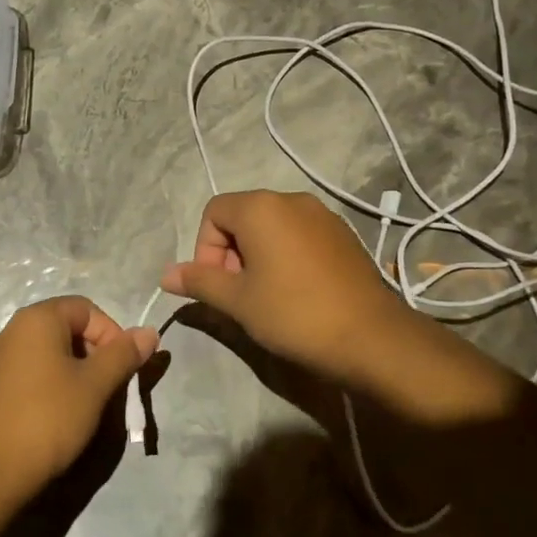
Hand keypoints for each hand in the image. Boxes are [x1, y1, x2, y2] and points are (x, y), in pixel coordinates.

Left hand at [0, 296, 158, 501]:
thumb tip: (150, 332)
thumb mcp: (95, 385)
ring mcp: (3, 357)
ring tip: (90, 403)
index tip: (122, 368)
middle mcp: (16, 329)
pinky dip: (57, 383)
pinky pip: (37, 370)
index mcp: (39, 319)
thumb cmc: (49, 417)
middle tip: (109, 387)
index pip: (88, 309)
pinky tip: (64, 413)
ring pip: (55, 352)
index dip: (112, 333)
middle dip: (97, 353)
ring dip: (79, 371)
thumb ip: (124, 354)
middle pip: (70, 327)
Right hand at [160, 190, 411, 390]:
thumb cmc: (294, 314)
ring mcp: (322, 215)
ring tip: (266, 296)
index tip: (217, 285)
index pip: (213, 212)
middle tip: (238, 294)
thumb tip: (165, 274)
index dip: (205, 248)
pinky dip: (286, 256)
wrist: (372, 337)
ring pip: (272, 227)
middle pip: (243, 216)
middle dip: (230, 253)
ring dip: (257, 256)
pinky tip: (296, 293)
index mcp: (261, 207)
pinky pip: (300, 236)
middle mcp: (292, 200)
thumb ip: (199, 281)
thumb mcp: (238, 301)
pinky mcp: (343, 235)